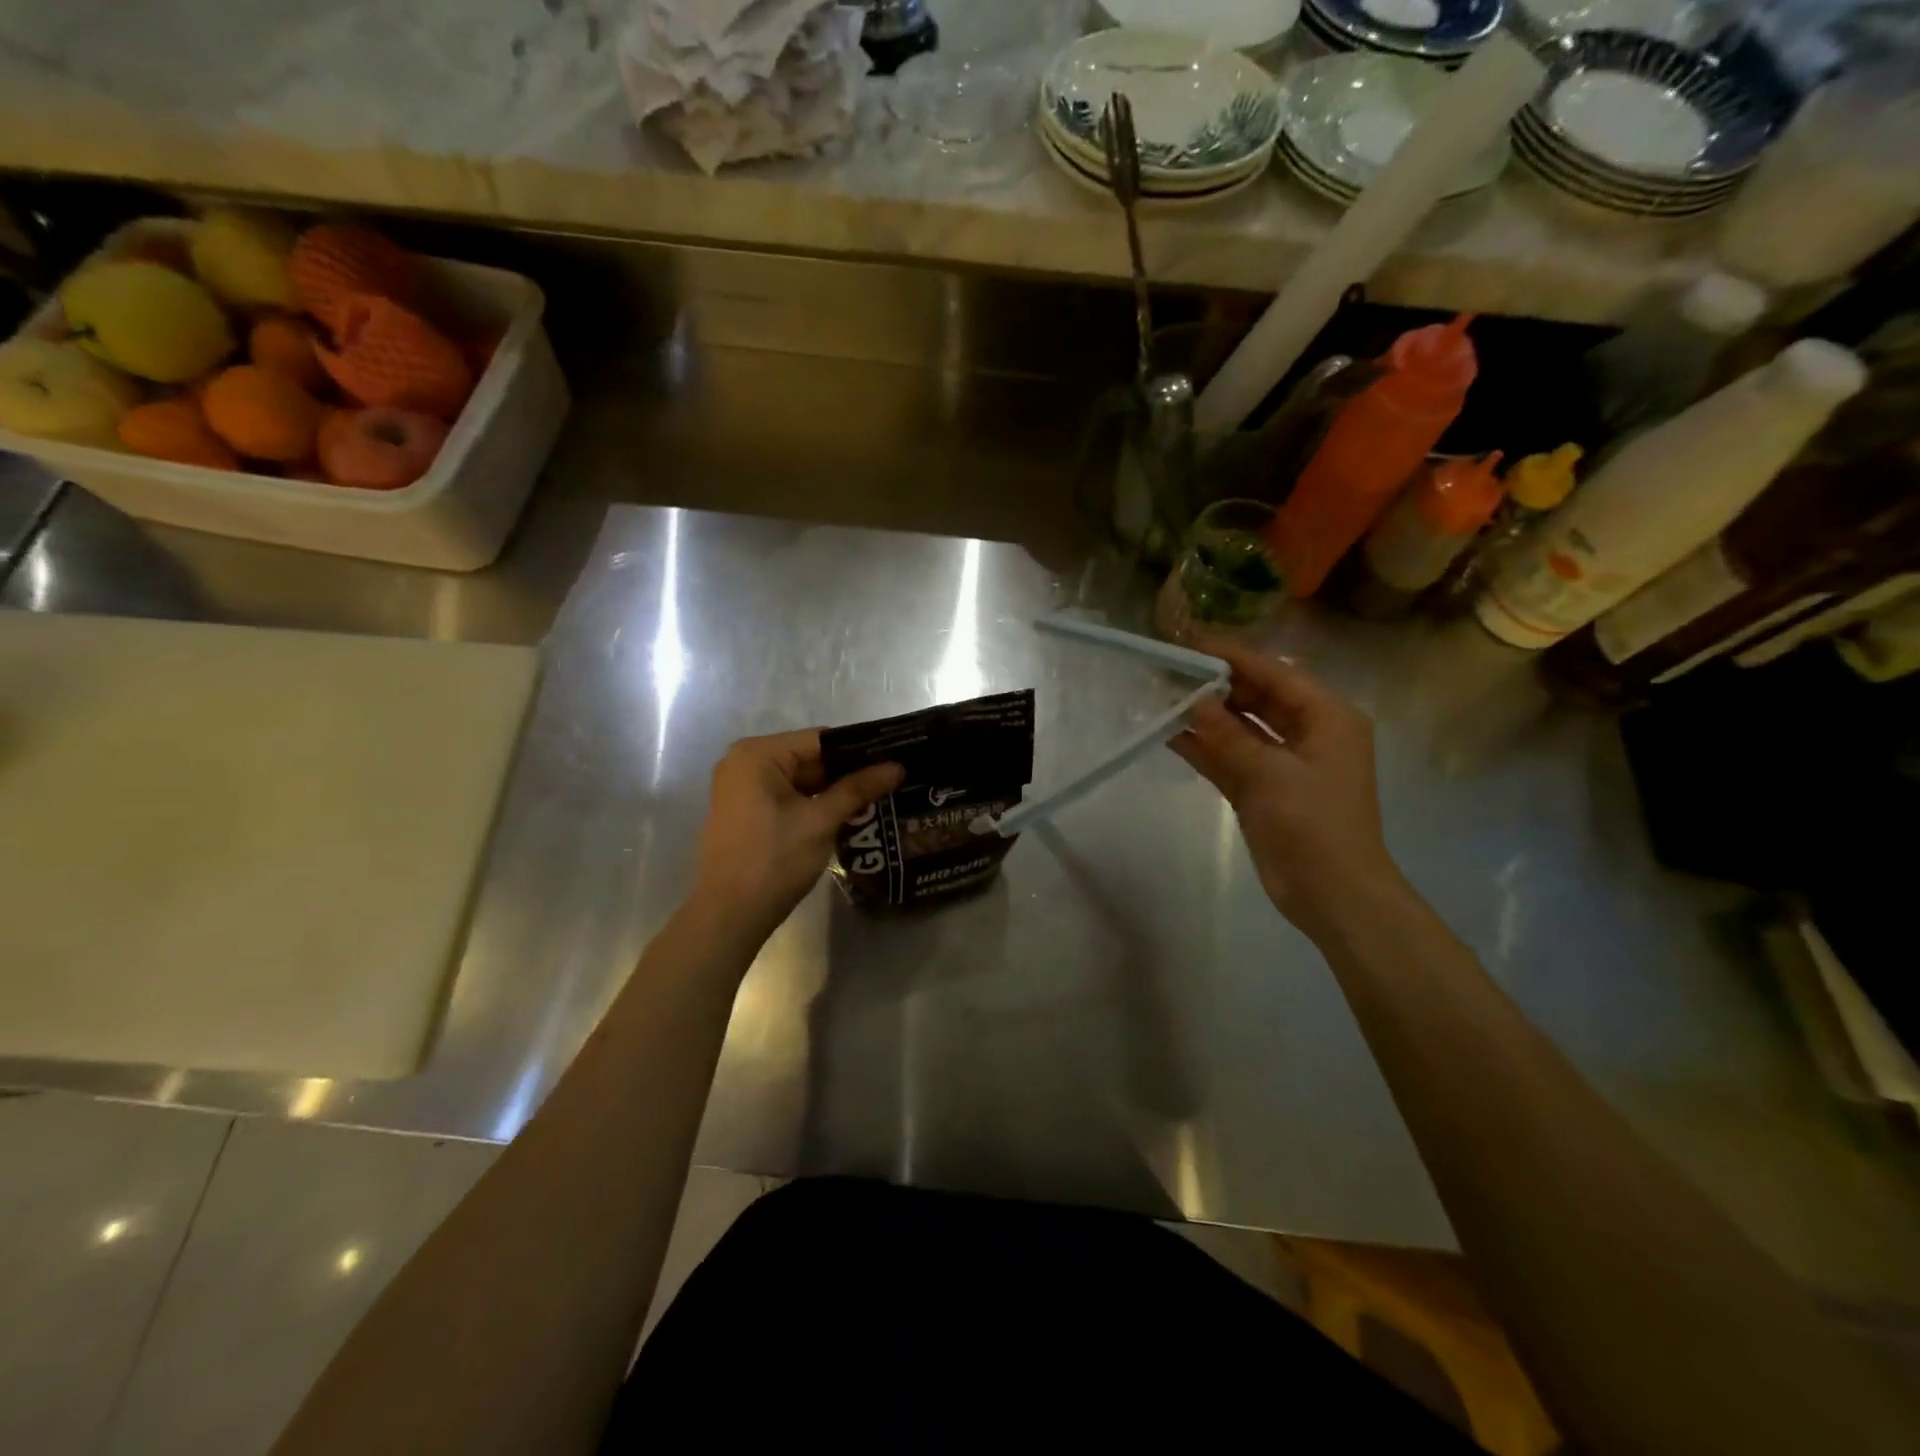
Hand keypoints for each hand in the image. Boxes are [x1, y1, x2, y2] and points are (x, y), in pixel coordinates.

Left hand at [688, 730, 902, 940]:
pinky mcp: (746, 811)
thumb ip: (858, 788)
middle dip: (848, 772)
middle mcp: (745, 762)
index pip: (821, 740)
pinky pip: (788, 796)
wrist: (729, 916)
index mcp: (758, 754)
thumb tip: (897, 767)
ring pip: (801, 780)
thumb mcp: (821, 821)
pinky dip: (815, 804)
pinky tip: (849, 814)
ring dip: (834, 791)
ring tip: (880, 797)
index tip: (895, 758)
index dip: (860, 750)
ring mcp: (742, 788)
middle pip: (810, 758)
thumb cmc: (774, 860)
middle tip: (892, 781)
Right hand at [1171, 644, 1403, 943]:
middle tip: (1169, 669)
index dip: (1233, 657)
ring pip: (1240, 727)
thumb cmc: (1313, 825)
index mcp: (1328, 717)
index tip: (1191, 643)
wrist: (1332, 894)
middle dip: (1216, 685)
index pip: (1275, 674)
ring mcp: (1284, 762)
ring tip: (1162, 696)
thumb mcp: (1270, 774)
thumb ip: (1228, 735)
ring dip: (1206, 716)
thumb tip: (1193, 700)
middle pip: (1257, 696)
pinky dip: (1205, 748)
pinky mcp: (1264, 788)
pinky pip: (1231, 757)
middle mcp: (1308, 732)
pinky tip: (1170, 734)